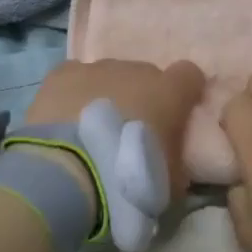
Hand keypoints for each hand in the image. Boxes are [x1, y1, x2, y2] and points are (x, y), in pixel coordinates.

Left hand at [24, 59, 206, 198]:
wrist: (70, 174)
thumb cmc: (129, 178)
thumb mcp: (169, 182)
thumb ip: (175, 162)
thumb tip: (171, 163)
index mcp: (169, 93)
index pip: (188, 75)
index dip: (184, 93)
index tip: (177, 114)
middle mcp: (135, 71)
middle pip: (145, 75)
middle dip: (140, 97)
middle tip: (129, 132)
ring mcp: (97, 69)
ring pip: (109, 75)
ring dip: (106, 95)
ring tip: (92, 129)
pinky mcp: (62, 74)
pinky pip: (75, 76)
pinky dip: (74, 93)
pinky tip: (66, 117)